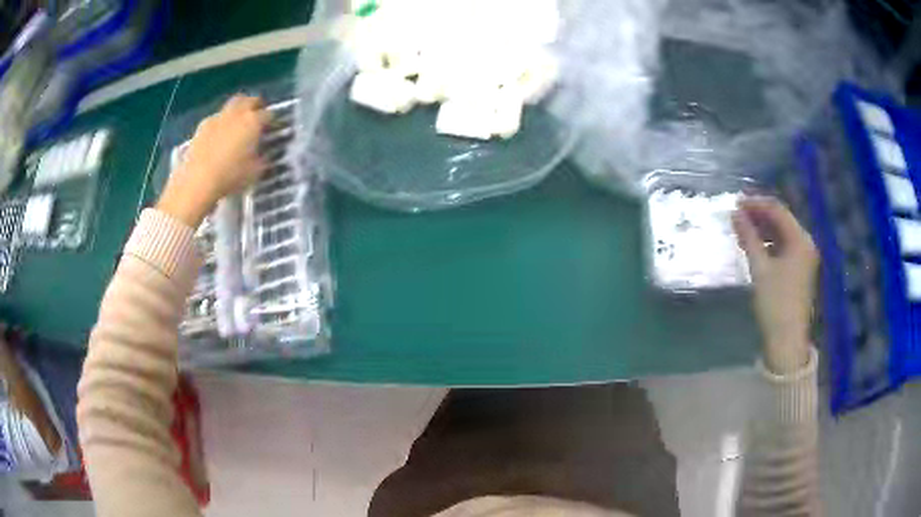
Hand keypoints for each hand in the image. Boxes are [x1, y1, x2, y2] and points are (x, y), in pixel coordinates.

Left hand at [157, 94, 269, 226]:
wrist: (197, 182)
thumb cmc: (230, 177)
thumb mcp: (255, 172)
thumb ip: (262, 158)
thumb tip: (264, 154)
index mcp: (253, 121)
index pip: (269, 114)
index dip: (272, 121)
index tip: (272, 129)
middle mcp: (236, 113)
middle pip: (249, 100)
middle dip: (254, 105)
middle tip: (256, 117)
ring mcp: (217, 118)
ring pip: (231, 106)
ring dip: (236, 112)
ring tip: (236, 126)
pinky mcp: (201, 126)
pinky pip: (216, 119)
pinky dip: (220, 124)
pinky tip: (218, 137)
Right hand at [733, 197, 818, 373]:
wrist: (787, 341)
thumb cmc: (775, 303)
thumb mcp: (760, 268)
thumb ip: (748, 237)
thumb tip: (735, 213)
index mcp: (800, 240)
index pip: (778, 210)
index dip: (756, 203)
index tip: (736, 202)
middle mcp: (806, 244)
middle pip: (781, 220)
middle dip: (759, 215)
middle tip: (737, 215)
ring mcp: (804, 258)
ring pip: (782, 234)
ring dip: (763, 229)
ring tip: (742, 229)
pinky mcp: (799, 270)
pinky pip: (784, 247)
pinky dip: (769, 243)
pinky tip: (755, 246)